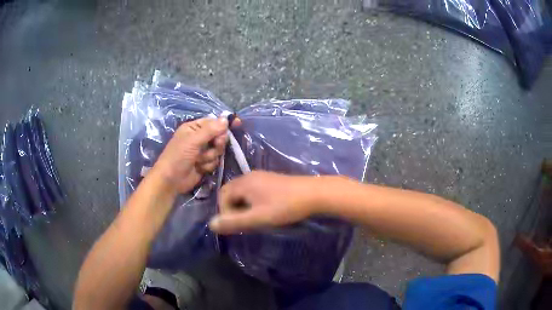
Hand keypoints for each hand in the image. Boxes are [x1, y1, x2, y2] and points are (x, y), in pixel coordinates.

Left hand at [151, 117, 228, 194]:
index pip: (213, 122)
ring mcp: (202, 151)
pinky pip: (215, 161)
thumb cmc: (178, 156)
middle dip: (217, 143)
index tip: (238, 124)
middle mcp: (199, 138)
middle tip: (213, 146)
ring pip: (218, 150)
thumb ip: (210, 130)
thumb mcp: (193, 140)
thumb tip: (226, 119)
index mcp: (194, 128)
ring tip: (199, 160)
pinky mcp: (204, 163)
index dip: (224, 123)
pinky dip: (208, 165)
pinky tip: (199, 168)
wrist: (171, 180)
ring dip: (210, 156)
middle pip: (219, 136)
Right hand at [209, 171, 319, 233]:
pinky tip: (263, 211)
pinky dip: (252, 202)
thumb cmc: (284, 206)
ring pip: (243, 192)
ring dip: (242, 206)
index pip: (222, 196)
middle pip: (231, 192)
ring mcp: (261, 177)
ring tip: (252, 219)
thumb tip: (211, 224)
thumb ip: (234, 222)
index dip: (224, 212)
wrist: (314, 194)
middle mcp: (250, 176)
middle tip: (242, 223)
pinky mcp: (271, 180)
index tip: (235, 226)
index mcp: (243, 183)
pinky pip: (253, 191)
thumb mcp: (257, 218)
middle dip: (232, 209)